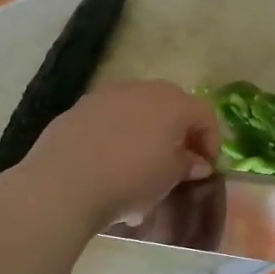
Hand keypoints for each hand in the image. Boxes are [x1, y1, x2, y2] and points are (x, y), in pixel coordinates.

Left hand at [21, 80, 220, 230]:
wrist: (63, 184)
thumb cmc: (130, 180)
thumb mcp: (168, 178)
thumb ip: (187, 165)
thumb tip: (196, 162)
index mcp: (173, 103)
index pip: (204, 113)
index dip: (211, 140)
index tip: (207, 166)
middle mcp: (142, 89)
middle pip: (171, 105)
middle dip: (178, 131)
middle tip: (178, 160)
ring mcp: (107, 95)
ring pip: (137, 109)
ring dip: (146, 131)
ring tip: (140, 164)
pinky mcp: (79, 108)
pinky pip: (109, 118)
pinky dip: (116, 134)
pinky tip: (108, 164)